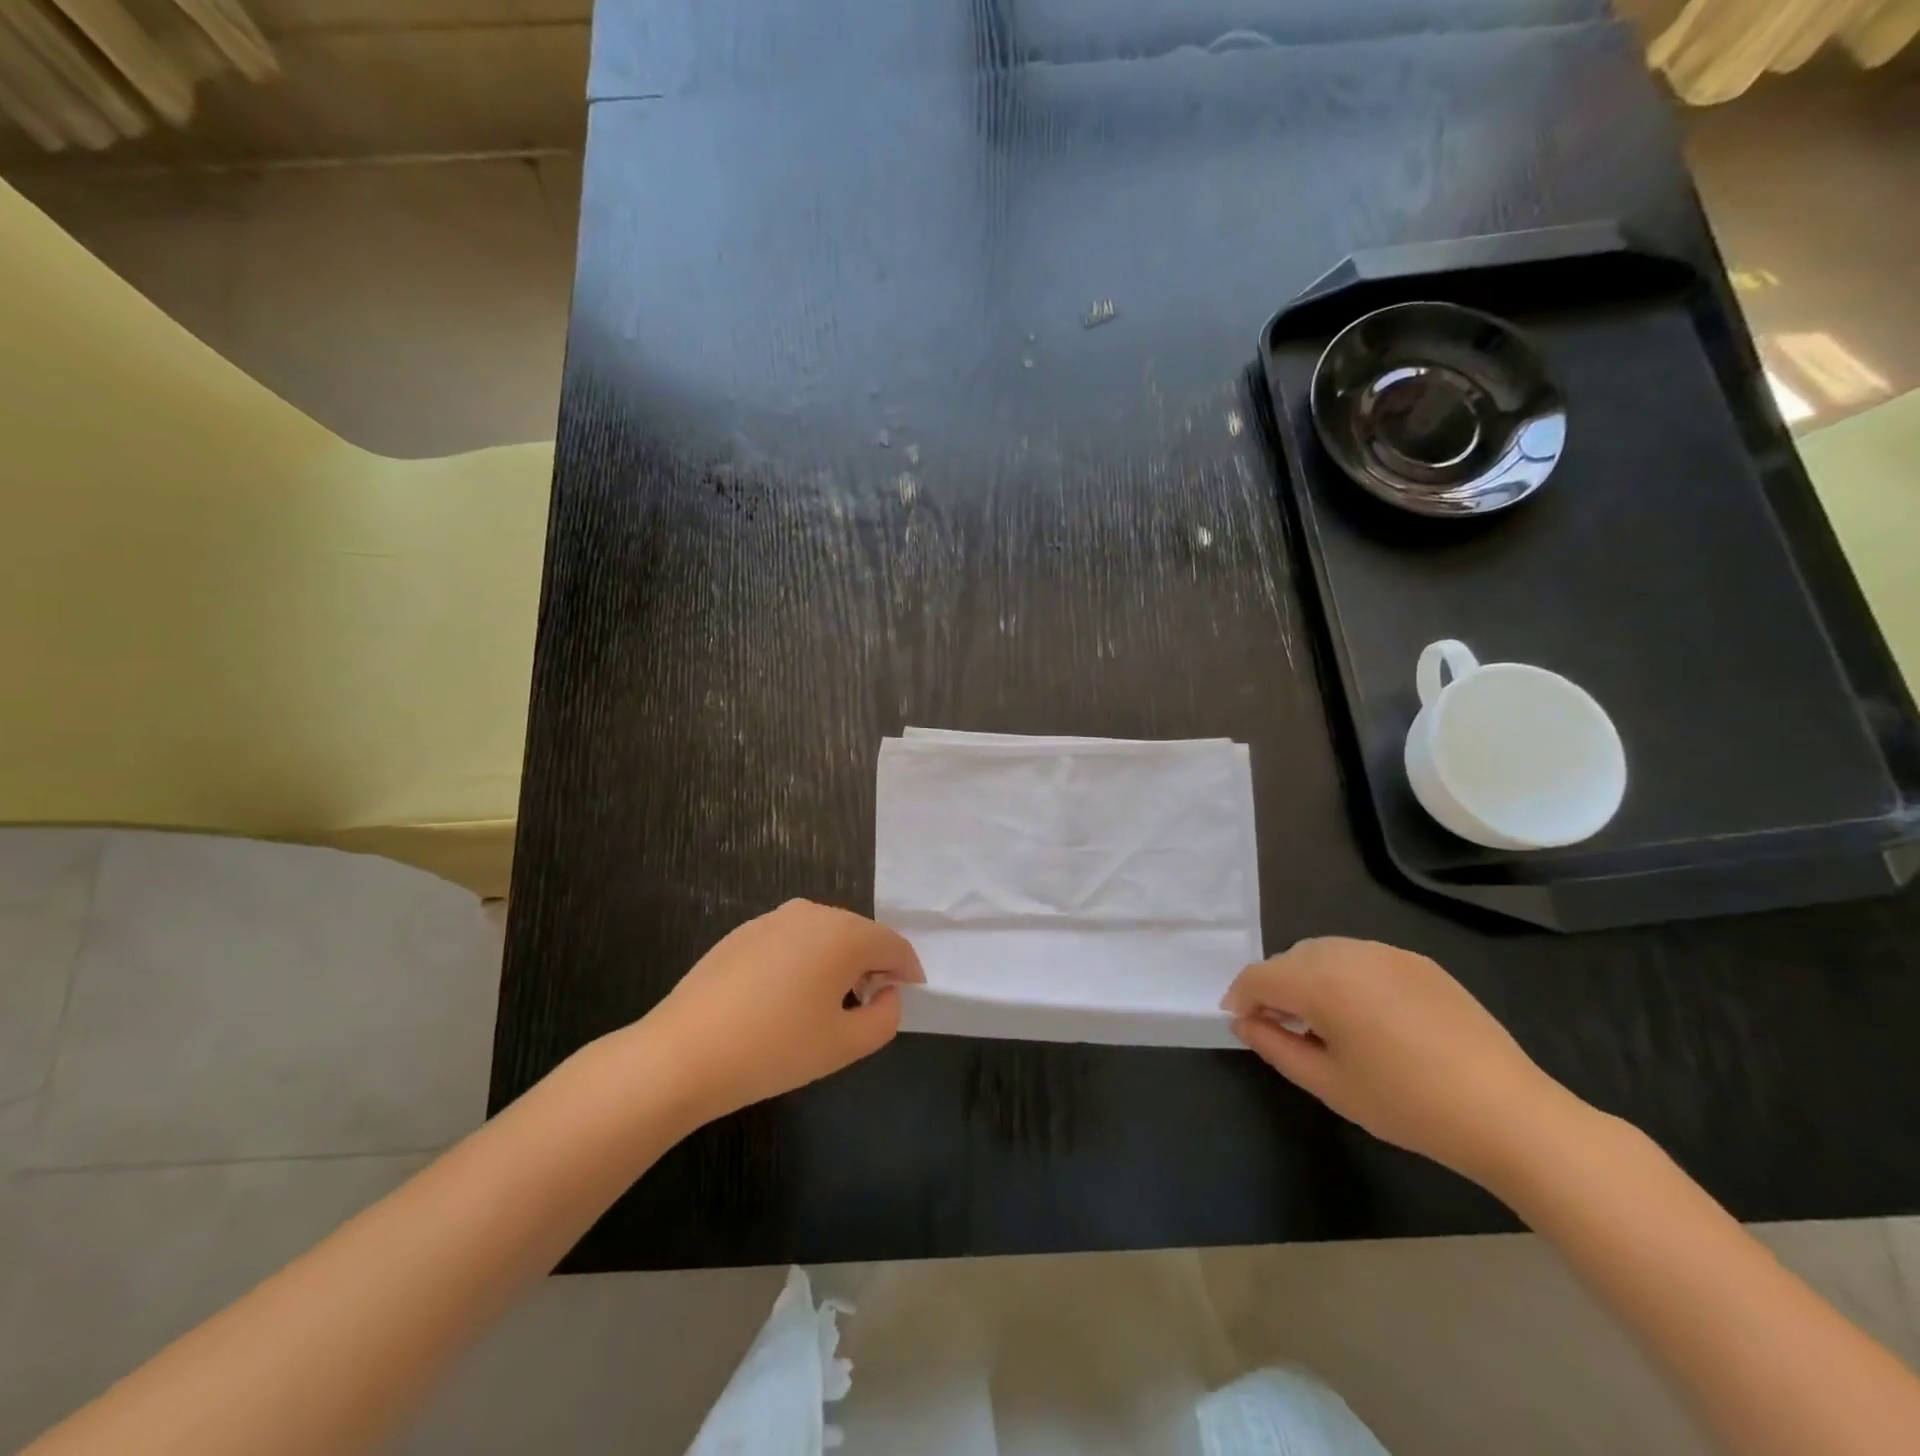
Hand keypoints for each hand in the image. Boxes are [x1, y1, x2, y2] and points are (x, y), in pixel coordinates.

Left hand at [637, 900, 923, 1120]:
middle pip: (859, 934)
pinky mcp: (743, 932)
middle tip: (869, 1005)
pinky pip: (791, 940)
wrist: (681, 1054)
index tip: (908, 996)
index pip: (893, 944)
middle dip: (872, 965)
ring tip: (827, 1005)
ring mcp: (773, 919)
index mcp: (843, 934)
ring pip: (824, 935)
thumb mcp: (844, 1045)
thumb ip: (885, 1017)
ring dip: (837, 962)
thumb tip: (887, 993)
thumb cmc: (774, 1049)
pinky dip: (803, 961)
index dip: (908, 970)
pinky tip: (785, 999)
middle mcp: (812, 913)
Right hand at [1222, 937, 1571, 1185]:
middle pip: (1290, 959)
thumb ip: (1275, 1047)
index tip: (1239, 1023)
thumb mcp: (1329, 1084)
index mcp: (1321, 980)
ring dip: (1309, 979)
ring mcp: (1388, 953)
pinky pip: (1362, 958)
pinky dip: (1346, 977)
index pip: (1260, 976)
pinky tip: (1366, 1017)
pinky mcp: (1419, 963)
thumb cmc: (1408, 1104)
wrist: (1509, 1114)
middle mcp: (1349, 952)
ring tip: (1323, 1023)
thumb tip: (1245, 1023)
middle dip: (1275, 988)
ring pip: (1325, 953)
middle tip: (1280, 1029)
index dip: (1241, 997)